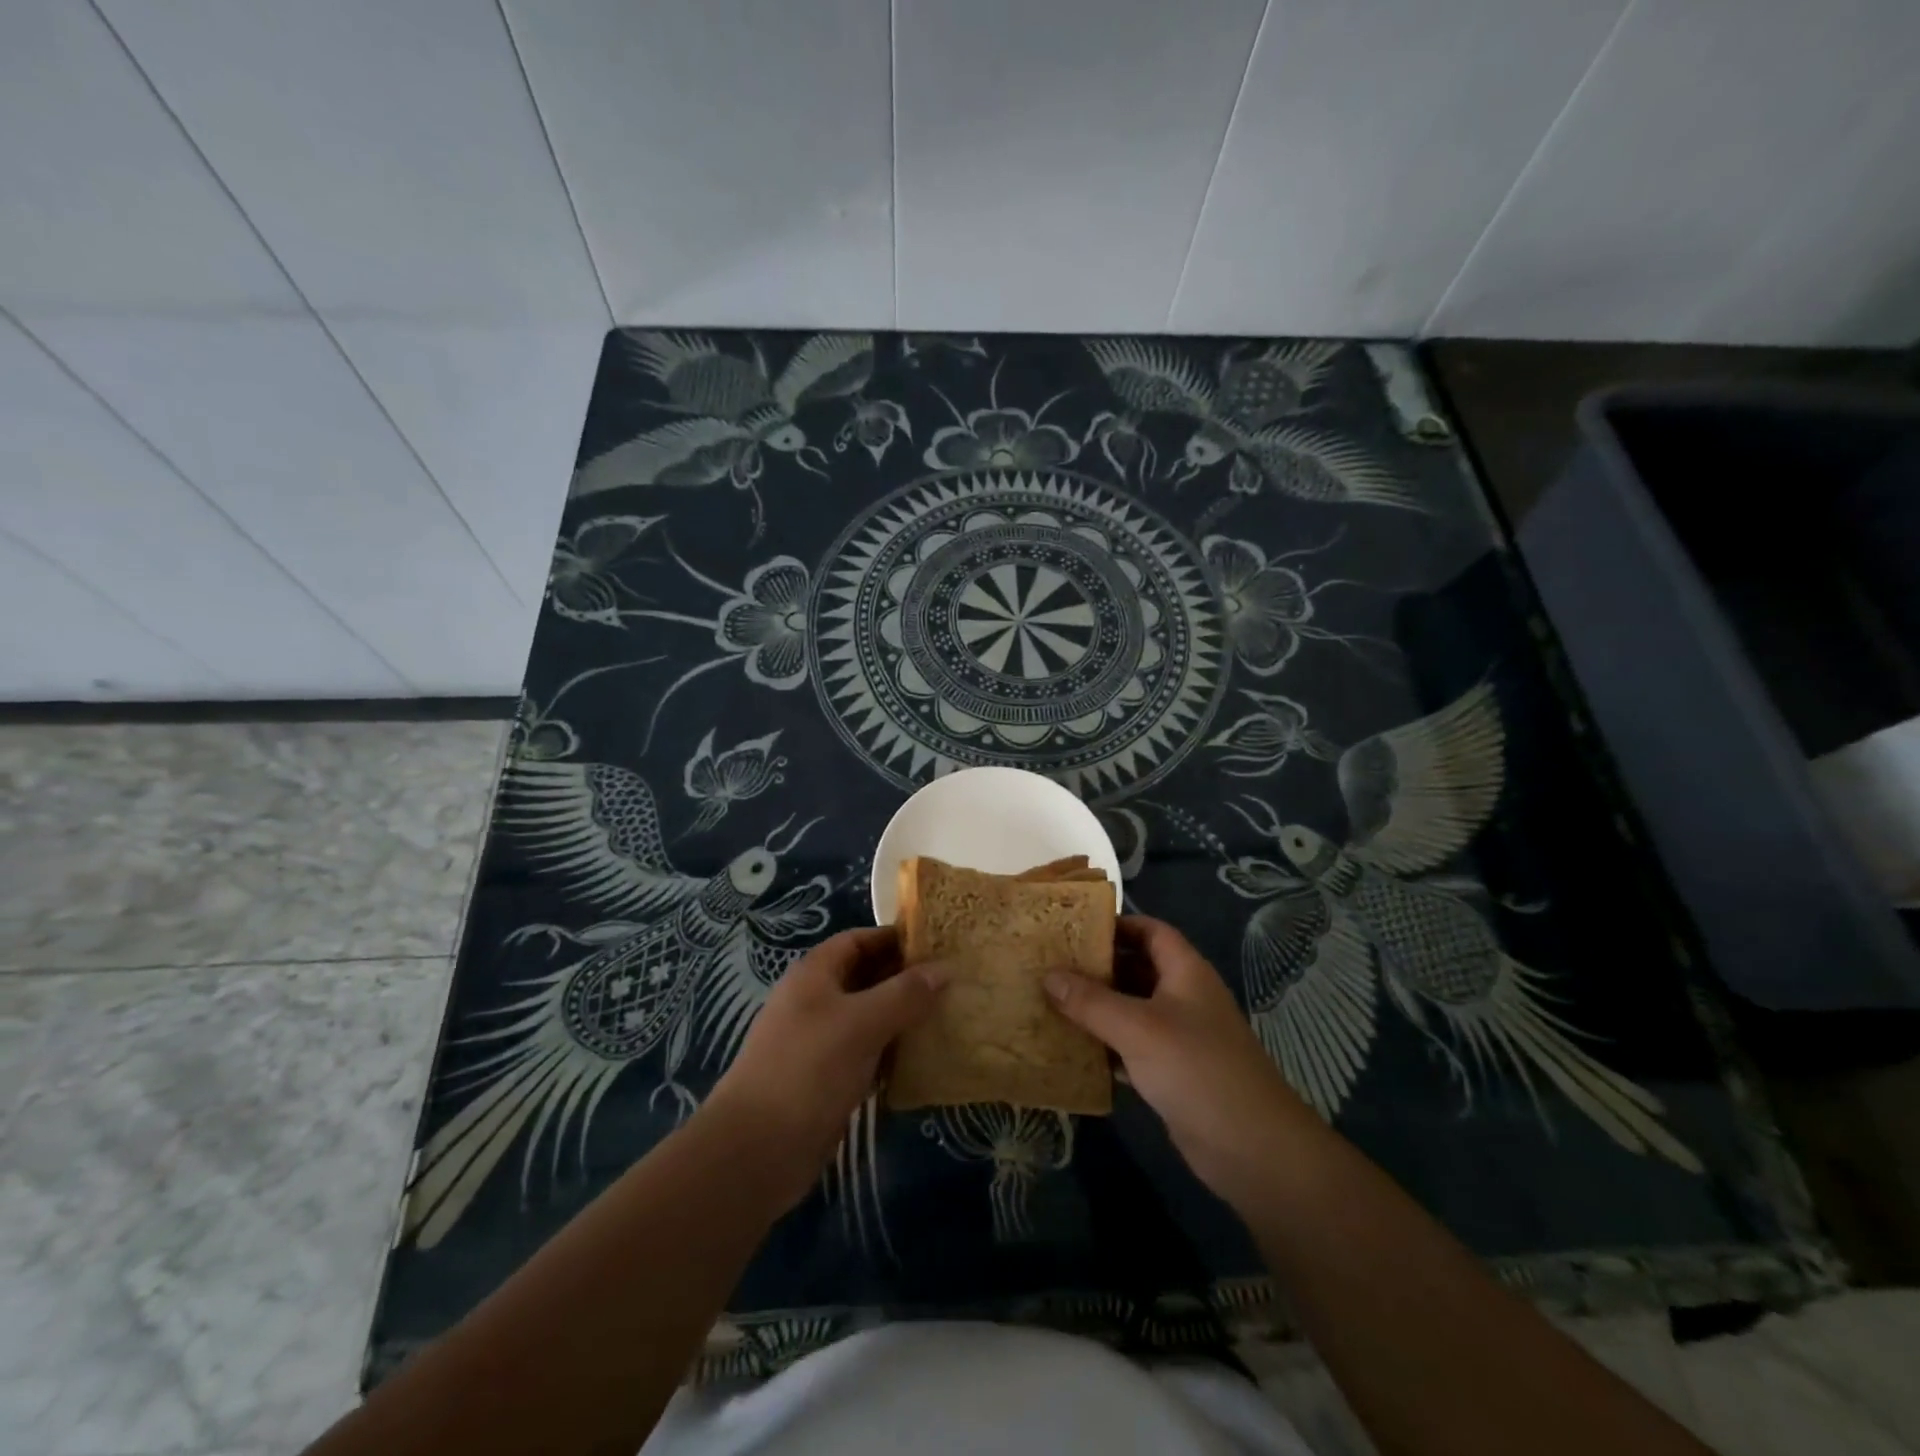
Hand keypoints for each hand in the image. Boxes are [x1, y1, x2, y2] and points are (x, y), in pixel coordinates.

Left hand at [702, 926, 945, 1211]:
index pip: (858, 940)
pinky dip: (892, 1053)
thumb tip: (944, 969)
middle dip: (904, 979)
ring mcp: (819, 1042)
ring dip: (902, 1017)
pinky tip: (923, 1060)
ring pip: (868, 1018)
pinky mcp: (826, 1080)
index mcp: (814, 974)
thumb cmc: (809, 1069)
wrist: (756, 1150)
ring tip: (947, 1017)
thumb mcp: (863, 1023)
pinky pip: (866, 1054)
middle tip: (951, 982)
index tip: (937, 944)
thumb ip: (905, 994)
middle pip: (865, 978)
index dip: (894, 938)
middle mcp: (815, 1001)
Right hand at [1045, 915, 1315, 1206]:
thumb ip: (1091, 1001)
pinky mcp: (1172, 1073)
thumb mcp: (1138, 1028)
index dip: (1116, 925)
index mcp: (1185, 972)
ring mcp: (1179, 1037)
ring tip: (1050, 1002)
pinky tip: (1070, 1049)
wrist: (1252, 1149)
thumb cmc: (1196, 1069)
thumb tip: (1047, 975)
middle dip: (1097, 967)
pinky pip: (1131, 1048)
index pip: (1150, 931)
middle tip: (1050, 966)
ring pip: (1131, 1010)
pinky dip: (1105, 1046)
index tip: (1074, 928)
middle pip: (1137, 969)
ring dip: (1096, 1008)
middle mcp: (1184, 997)